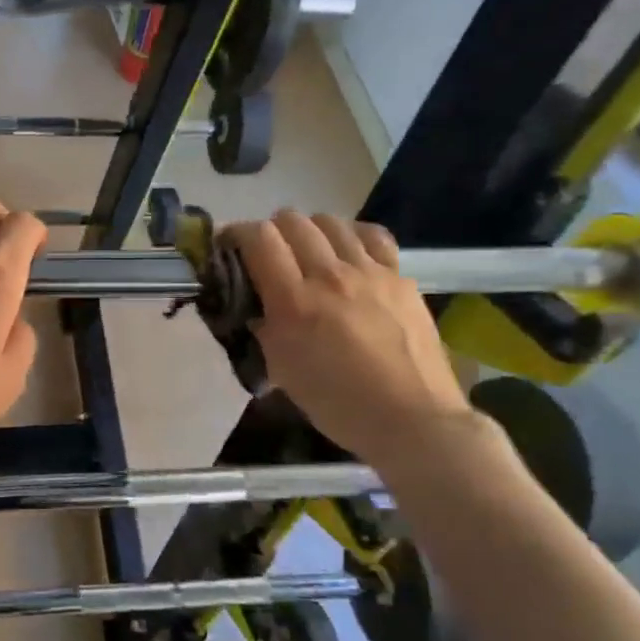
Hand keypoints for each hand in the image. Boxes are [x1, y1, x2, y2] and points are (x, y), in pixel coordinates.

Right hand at [224, 211, 472, 465]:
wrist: (411, 419)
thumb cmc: (338, 404)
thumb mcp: (282, 369)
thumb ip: (264, 328)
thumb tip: (256, 306)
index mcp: (294, 301)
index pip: (259, 238)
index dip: (236, 234)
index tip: (228, 247)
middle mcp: (330, 275)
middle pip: (292, 221)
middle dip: (270, 231)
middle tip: (267, 255)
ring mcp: (370, 272)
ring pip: (330, 221)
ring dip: (309, 231)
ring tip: (307, 252)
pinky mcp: (400, 276)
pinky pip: (371, 235)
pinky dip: (350, 236)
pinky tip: (347, 252)